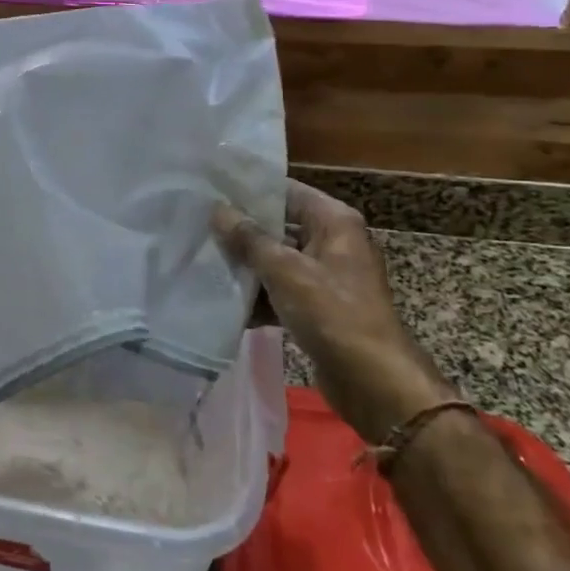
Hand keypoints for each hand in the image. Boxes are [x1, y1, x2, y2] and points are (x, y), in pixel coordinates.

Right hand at [214, 179, 454, 444]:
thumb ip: (249, 239)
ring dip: (245, 266)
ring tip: (200, 261)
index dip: (250, 190)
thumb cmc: (333, 314)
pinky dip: (257, 296)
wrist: (373, 380)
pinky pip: (280, 291)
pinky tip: (221, 302)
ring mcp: (325, 277)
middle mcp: (332, 242)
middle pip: (279, 226)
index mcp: (334, 222)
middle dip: (240, 231)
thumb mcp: (286, 271)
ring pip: (276, 261)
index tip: (210, 190)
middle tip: (197, 225)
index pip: (286, 191)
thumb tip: (218, 210)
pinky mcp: (317, 308)